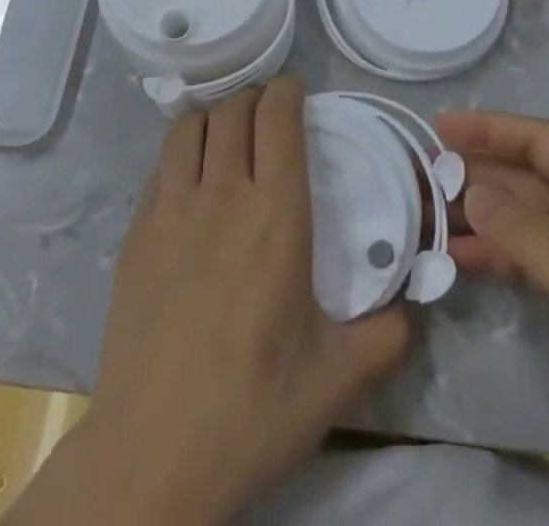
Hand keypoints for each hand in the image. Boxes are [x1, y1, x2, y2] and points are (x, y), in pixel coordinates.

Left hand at [10, 80, 410, 525]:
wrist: (151, 457)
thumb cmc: (251, 412)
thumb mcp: (335, 382)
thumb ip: (385, 337)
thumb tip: (412, 311)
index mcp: (276, 216)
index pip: (278, 118)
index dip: (288, 91)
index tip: (297, 93)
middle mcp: (222, 195)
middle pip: (232, 110)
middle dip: (253, 98)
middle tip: (268, 115)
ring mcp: (171, 210)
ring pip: (189, 127)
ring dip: (213, 116)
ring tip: (228, 134)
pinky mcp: (135, 233)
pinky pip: (160, 166)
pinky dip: (180, 152)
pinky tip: (190, 179)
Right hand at [438, 111, 548, 525]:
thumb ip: (531, 238)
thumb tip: (472, 190)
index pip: (543, 141)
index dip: (491, 128)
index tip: (439, 127)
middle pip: (532, 178)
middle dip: (481, 172)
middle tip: (421, 178)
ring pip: (531, 220)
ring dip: (485, 217)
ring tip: (430, 219)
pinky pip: (538, 261)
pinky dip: (503, 257)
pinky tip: (465, 263)